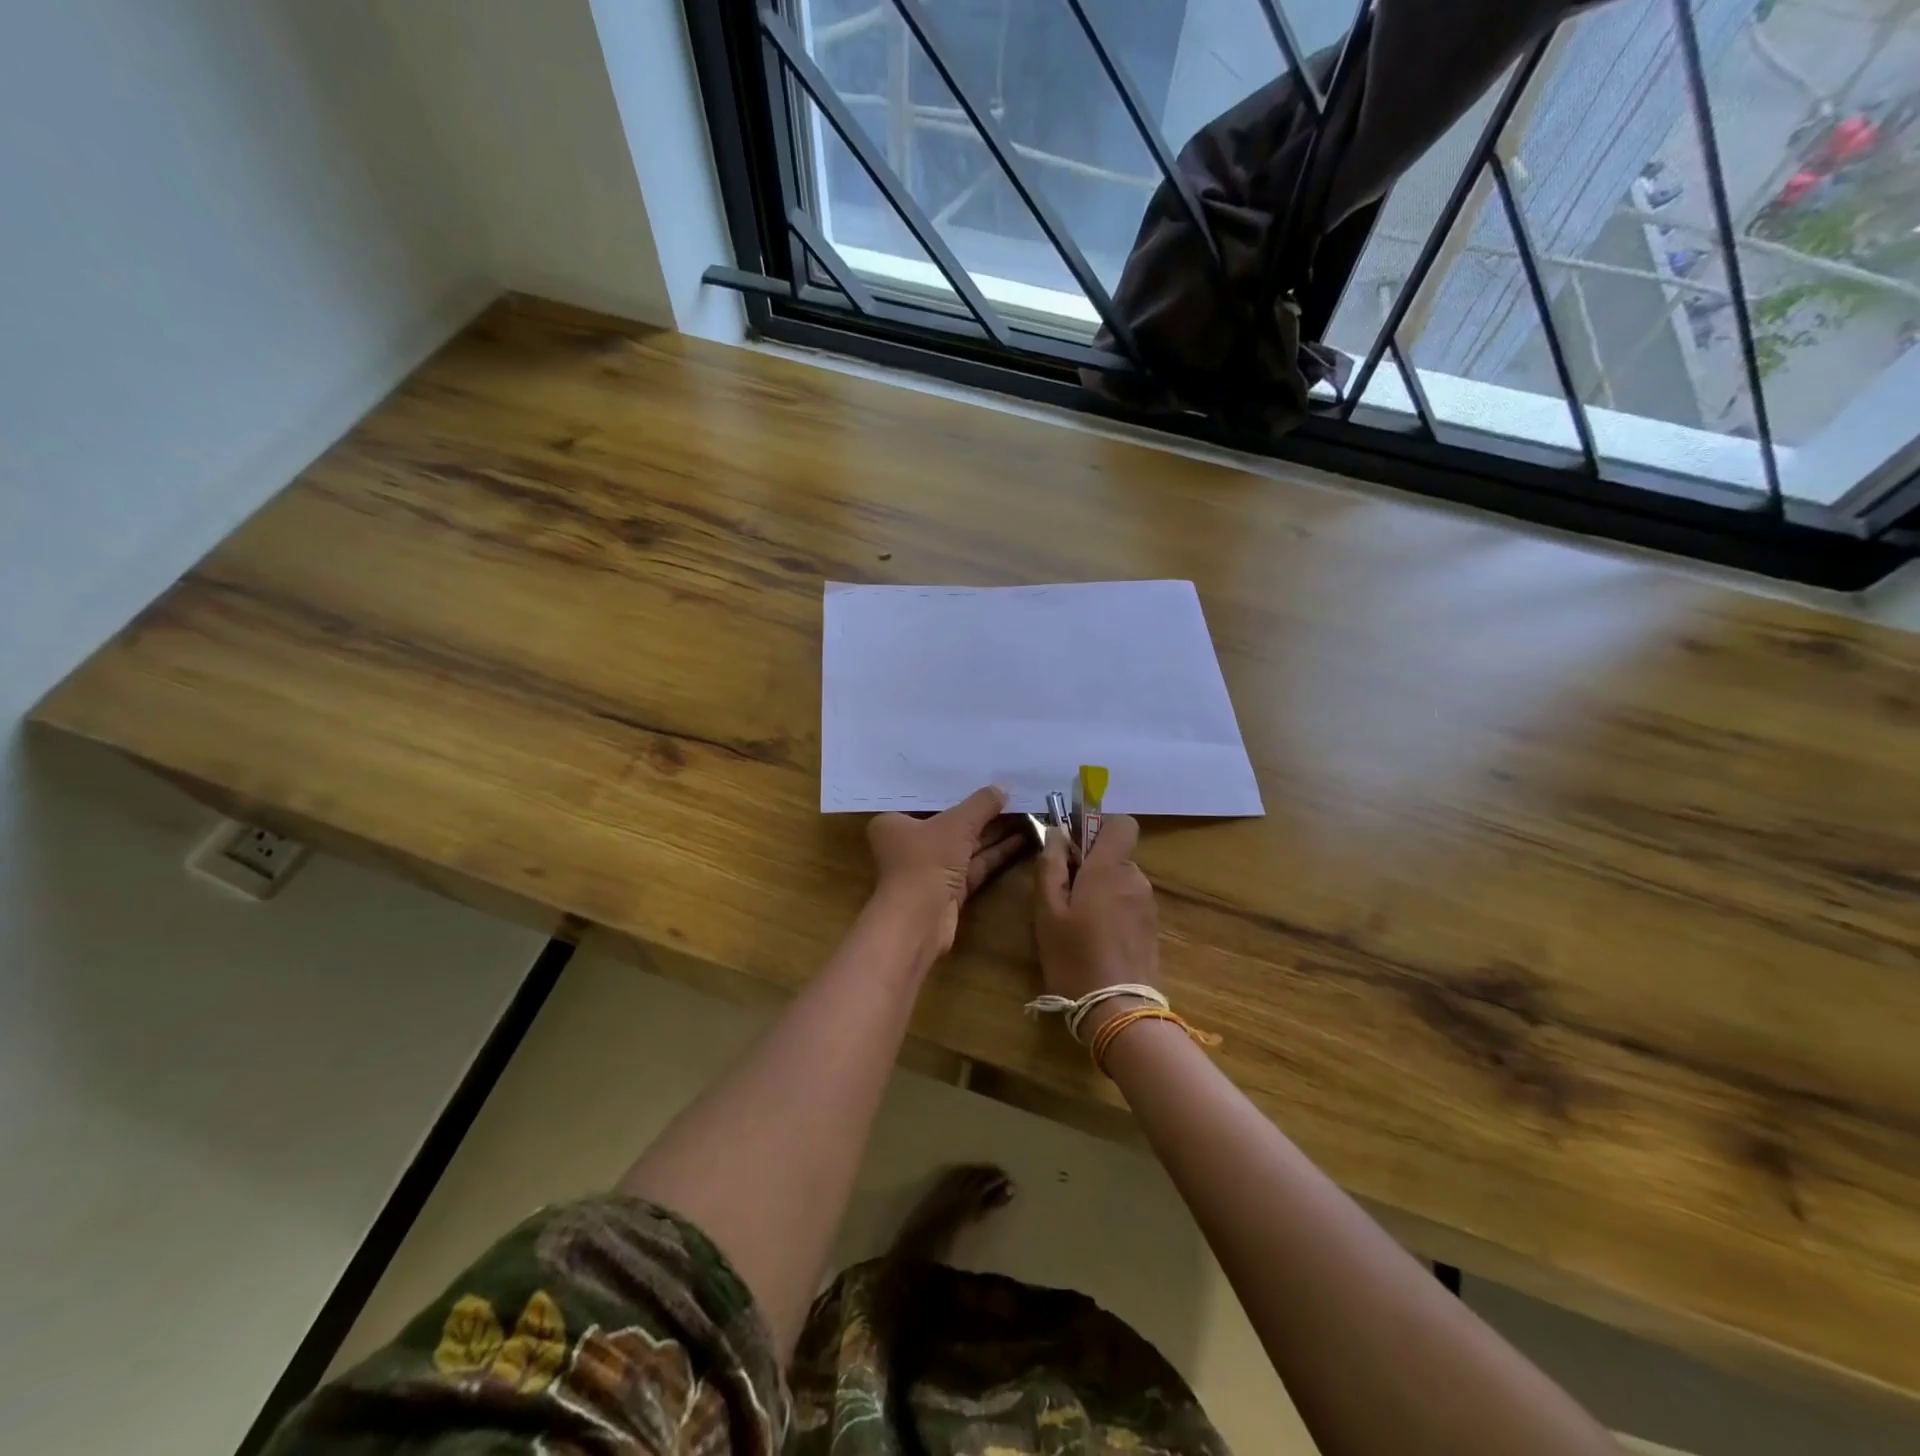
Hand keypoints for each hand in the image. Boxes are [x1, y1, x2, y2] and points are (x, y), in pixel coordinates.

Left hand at [867, 786, 1026, 954]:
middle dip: (983, 813)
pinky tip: (1022, 838)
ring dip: (995, 832)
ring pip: (967, 845)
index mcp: (895, 822)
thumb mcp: (956, 824)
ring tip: (1027, 814)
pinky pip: (975, 864)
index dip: (957, 789)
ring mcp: (931, 869)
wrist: (919, 921)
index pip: (928, 800)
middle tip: (1015, 796)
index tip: (983, 776)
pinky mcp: (950, 890)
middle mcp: (909, 844)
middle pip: (952, 823)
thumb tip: (1003, 788)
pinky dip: (996, 853)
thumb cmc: (926, 861)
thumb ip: (981, 805)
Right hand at [1034, 814, 1158, 1010]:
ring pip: (1120, 880)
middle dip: (1090, 864)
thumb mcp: (1047, 910)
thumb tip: (1057, 833)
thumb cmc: (1074, 955)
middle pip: (1115, 854)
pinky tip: (1094, 938)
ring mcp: (1147, 904)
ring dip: (1100, 889)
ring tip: (1075, 922)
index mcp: (1111, 868)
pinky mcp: (1151, 928)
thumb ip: (1050, 865)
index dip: (1098, 826)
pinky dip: (1111, 909)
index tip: (1074, 845)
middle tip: (1062, 893)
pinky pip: (1128, 902)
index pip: (1121, 823)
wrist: (1118, 1010)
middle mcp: (1135, 879)